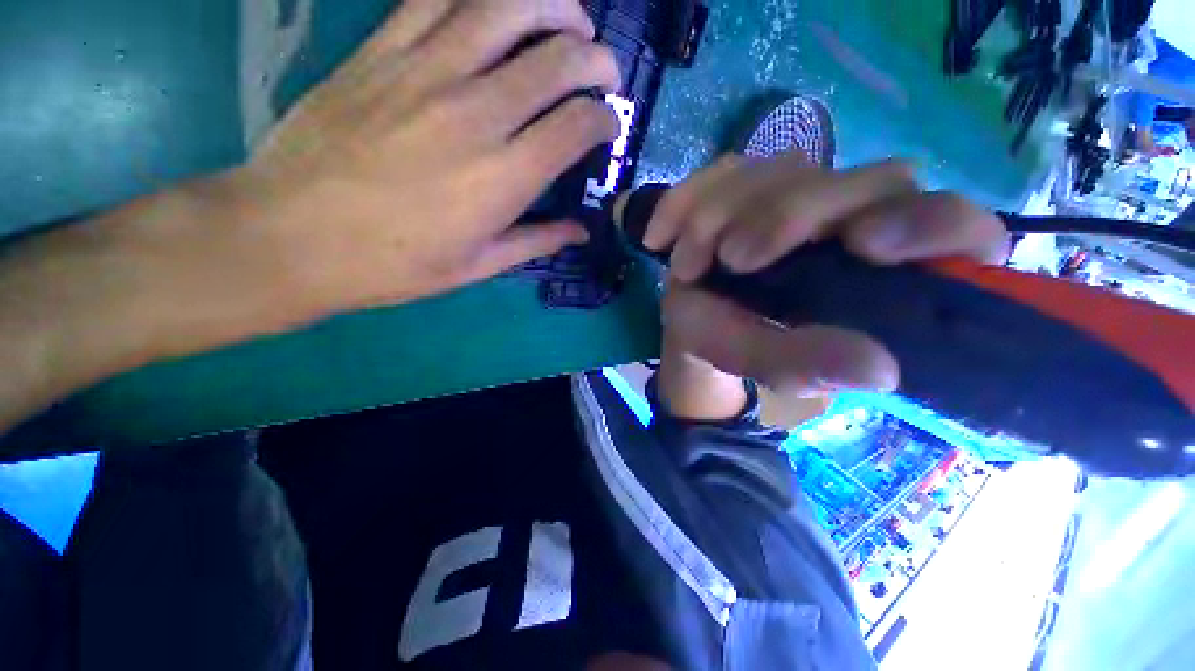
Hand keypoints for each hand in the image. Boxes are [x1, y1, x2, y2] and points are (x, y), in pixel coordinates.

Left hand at [237, 0, 620, 319]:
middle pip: (557, 59)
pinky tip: (499, 6)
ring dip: (552, 5)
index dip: (605, 119)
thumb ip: (539, 241)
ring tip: (570, 18)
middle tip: (605, 70)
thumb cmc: (396, 264)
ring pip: (506, 7)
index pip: (577, 124)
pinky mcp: (381, 51)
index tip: (608, 127)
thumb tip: (581, 231)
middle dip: (596, 58)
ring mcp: (426, 72)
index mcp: (505, 177)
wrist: (293, 237)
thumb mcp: (480, 265)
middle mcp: (477, 114)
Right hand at [647, 153, 1009, 403]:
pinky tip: (660, 237)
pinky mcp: (744, 186)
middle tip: (733, 259)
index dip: (926, 223)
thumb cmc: (737, 345)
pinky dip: (683, 202)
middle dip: (786, 215)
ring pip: (779, 170)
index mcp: (880, 268)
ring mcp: (794, 195)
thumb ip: (807, 365)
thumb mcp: (764, 363)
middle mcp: (849, 218)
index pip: (951, 226)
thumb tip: (879, 369)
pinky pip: (718, 173)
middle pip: (858, 181)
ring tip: (686, 266)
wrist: (693, 326)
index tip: (864, 245)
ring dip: (721, 214)